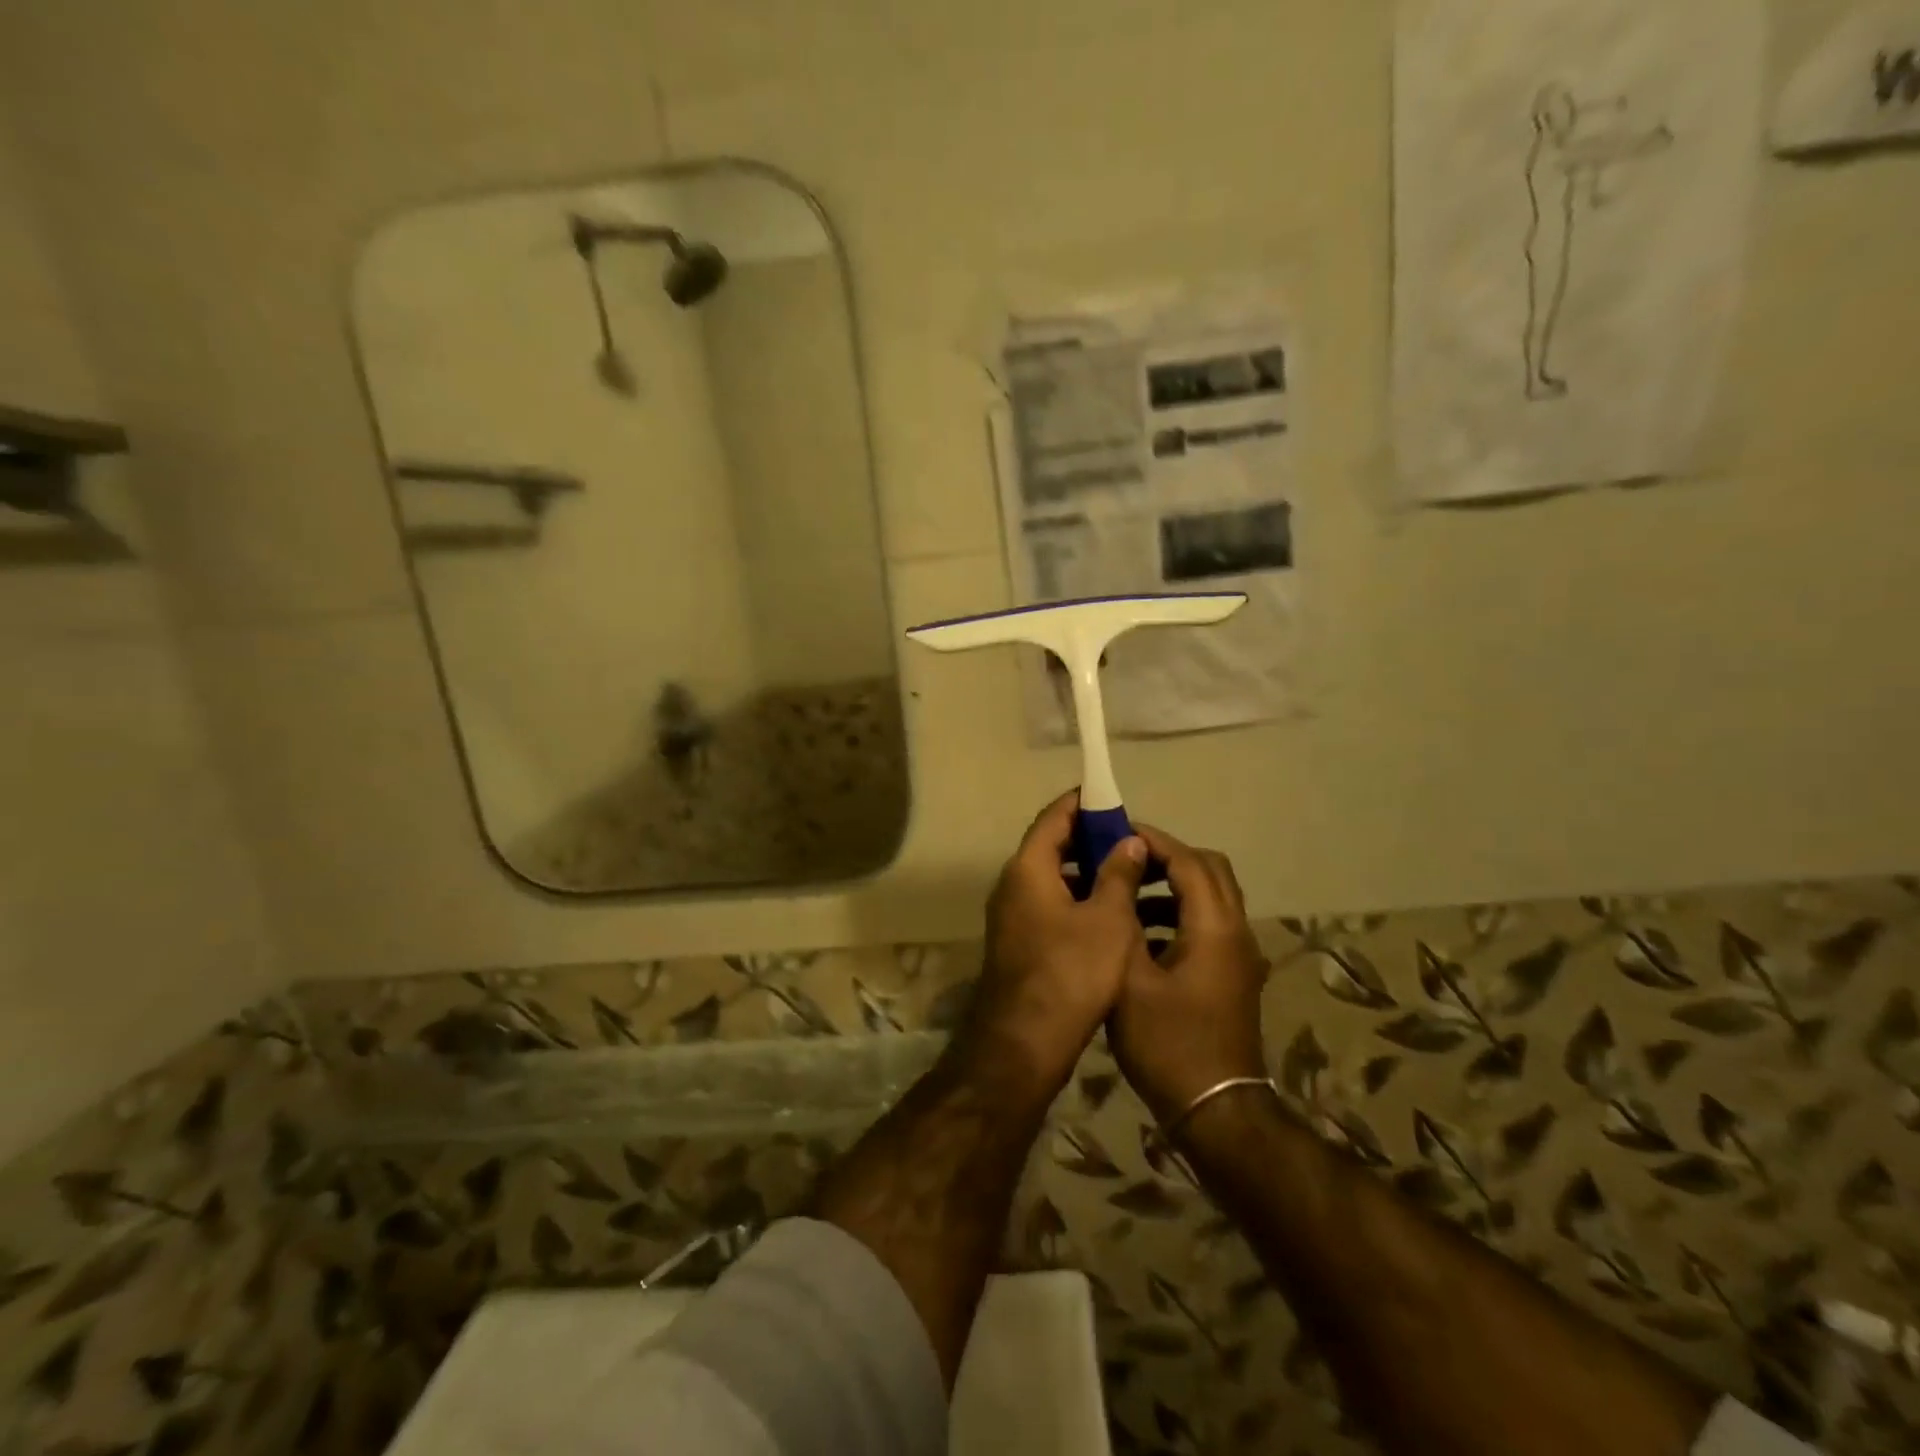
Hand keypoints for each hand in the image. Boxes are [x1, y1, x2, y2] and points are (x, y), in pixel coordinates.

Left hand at [959, 793, 1153, 1095]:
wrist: (1024, 1043)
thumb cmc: (1070, 973)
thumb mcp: (1107, 920)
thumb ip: (1118, 875)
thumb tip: (1128, 840)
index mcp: (1027, 869)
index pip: (1053, 817)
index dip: (1082, 803)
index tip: (1111, 797)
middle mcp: (1012, 885)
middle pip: (1050, 846)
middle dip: (1089, 839)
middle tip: (1129, 839)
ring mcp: (1012, 916)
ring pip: (1052, 879)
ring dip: (1086, 872)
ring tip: (1128, 874)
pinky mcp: (1019, 943)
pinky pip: (1049, 905)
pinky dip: (1077, 899)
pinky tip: (1110, 914)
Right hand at [1108, 824, 1268, 1123]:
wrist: (1215, 1109)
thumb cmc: (1167, 1042)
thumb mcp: (1130, 978)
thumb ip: (1124, 920)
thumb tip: (1119, 877)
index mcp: (1214, 927)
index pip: (1188, 860)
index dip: (1153, 841)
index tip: (1116, 832)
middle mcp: (1236, 932)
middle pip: (1210, 870)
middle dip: (1168, 857)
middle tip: (1125, 860)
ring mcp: (1240, 955)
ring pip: (1212, 898)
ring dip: (1174, 886)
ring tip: (1128, 895)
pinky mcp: (1235, 976)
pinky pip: (1210, 924)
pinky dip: (1181, 914)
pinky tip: (1143, 936)